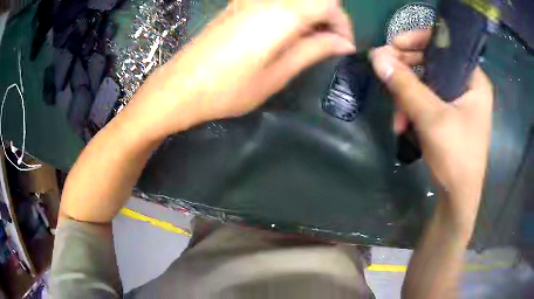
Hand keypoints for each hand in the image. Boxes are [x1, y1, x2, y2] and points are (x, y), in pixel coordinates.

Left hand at [125, 0, 355, 138]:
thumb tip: (343, 43)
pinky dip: (290, 16)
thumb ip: (313, 50)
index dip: (343, 24)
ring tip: (308, 44)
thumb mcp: (277, 74)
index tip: (344, 47)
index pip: (329, 4)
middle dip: (329, 19)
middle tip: (328, 46)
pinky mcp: (238, 6)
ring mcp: (249, 1)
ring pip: (295, 1)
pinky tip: (285, 36)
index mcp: (281, 14)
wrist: (179, 87)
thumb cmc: (228, 89)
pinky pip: (276, 3)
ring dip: (310, 18)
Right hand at [370, 30, 493, 229]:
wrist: (457, 198)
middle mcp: (467, 86)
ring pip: (426, 83)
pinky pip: (426, 100)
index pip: (446, 45)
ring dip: (407, 97)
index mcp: (474, 80)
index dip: (418, 39)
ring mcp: (458, 101)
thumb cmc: (456, 157)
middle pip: (433, 62)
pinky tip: (403, 125)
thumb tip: (376, 56)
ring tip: (397, 119)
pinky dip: (413, 109)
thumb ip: (406, 85)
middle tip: (386, 76)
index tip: (393, 45)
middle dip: (408, 73)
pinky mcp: (449, 115)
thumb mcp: (431, 118)